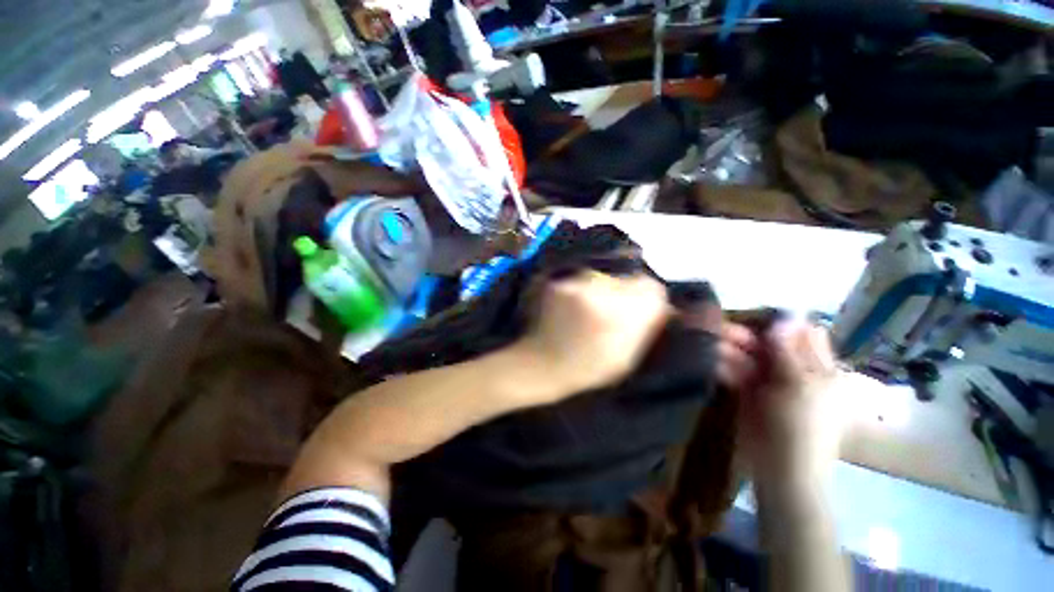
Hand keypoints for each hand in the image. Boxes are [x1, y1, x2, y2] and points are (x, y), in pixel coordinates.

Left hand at [514, 270, 670, 397]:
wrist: (543, 364)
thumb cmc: (587, 368)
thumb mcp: (626, 357)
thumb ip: (646, 327)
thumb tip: (663, 306)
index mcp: (625, 316)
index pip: (651, 288)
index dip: (646, 296)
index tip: (639, 305)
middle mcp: (603, 294)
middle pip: (626, 279)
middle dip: (622, 293)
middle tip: (609, 312)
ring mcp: (577, 285)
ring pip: (601, 277)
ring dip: (599, 289)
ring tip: (586, 311)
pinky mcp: (558, 283)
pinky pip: (579, 279)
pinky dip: (578, 289)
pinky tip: (569, 308)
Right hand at [720, 321, 844, 487]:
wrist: (780, 468)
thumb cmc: (800, 426)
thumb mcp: (800, 385)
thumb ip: (789, 350)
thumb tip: (788, 315)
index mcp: (818, 369)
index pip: (803, 335)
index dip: (782, 325)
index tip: (756, 319)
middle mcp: (794, 371)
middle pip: (771, 344)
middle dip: (748, 336)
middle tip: (721, 329)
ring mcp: (769, 382)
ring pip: (748, 357)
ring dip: (731, 349)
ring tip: (710, 344)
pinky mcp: (748, 392)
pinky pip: (736, 372)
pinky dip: (724, 366)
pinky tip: (711, 362)